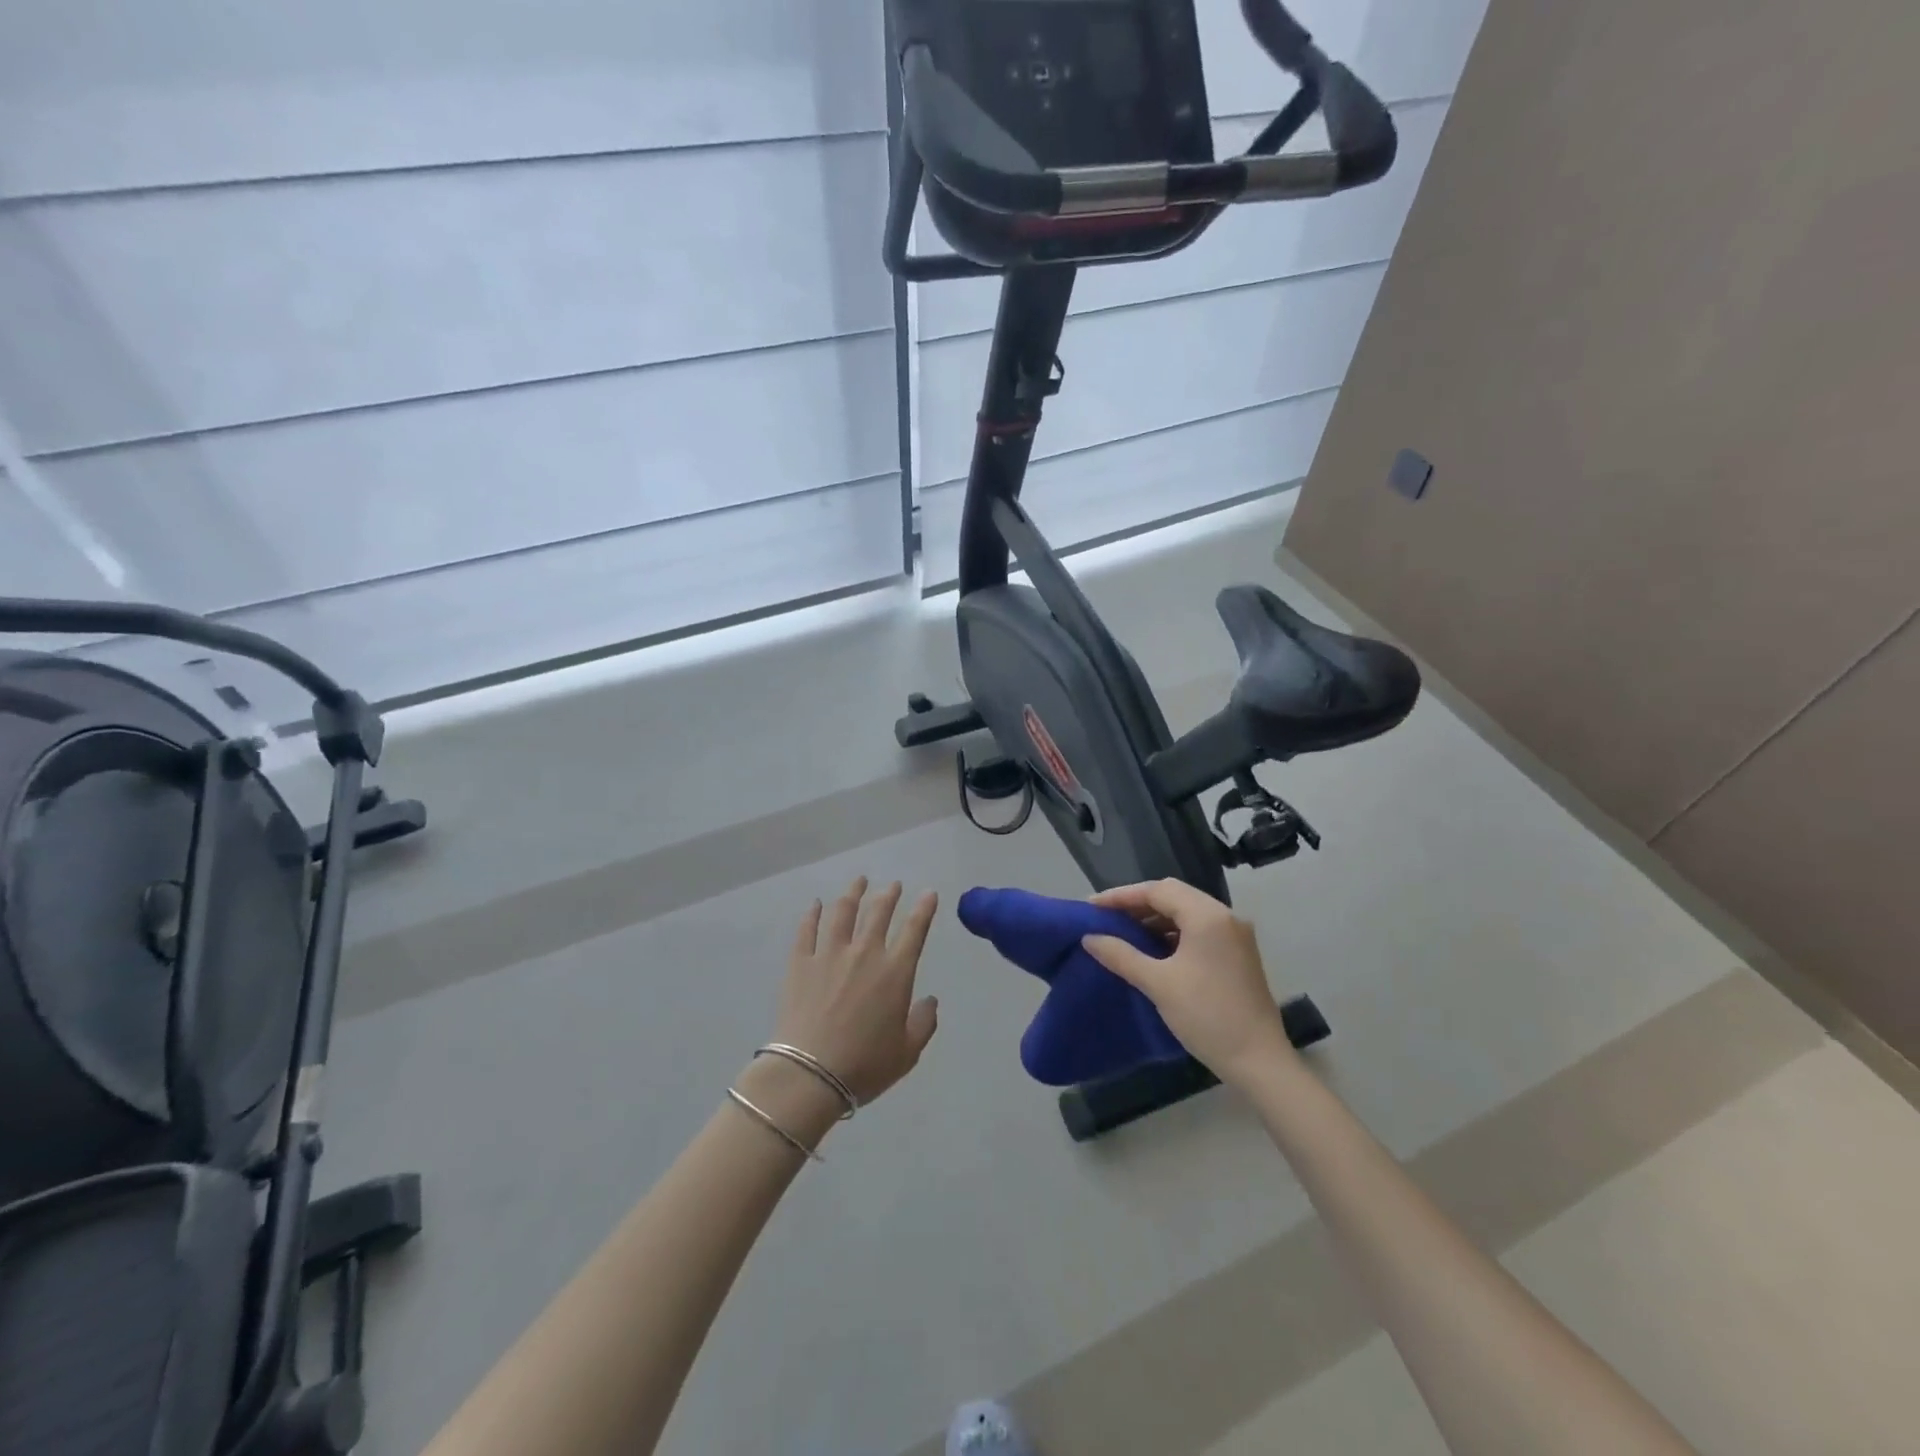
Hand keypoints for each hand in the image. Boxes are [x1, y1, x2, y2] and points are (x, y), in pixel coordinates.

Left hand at [771, 878, 939, 1106]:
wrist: (810, 1074)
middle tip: (893, 885)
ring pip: (843, 912)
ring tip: (859, 881)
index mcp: (895, 973)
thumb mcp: (907, 1052)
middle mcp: (864, 954)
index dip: (924, 909)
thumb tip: (930, 1001)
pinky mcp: (800, 963)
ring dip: (854, 893)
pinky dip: (813, 914)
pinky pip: (807, 930)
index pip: (914, 930)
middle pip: (879, 913)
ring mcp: (829, 954)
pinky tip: (816, 904)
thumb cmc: (865, 1066)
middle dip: (889, 895)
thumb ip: (923, 1023)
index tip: (928, 893)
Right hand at [1083, 879, 1293, 1085]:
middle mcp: (1225, 916)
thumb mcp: (1157, 983)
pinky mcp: (1238, 953)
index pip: (1157, 890)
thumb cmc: (1206, 1016)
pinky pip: (1199, 928)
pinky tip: (1154, 948)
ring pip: (1187, 911)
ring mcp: (1235, 934)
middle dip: (1138, 903)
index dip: (1121, 896)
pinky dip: (1174, 932)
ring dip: (1156, 918)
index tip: (1092, 907)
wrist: (1259, 1061)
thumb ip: (1121, 955)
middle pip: (1174, 895)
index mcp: (1207, 916)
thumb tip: (1089, 938)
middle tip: (1107, 917)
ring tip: (1125, 932)